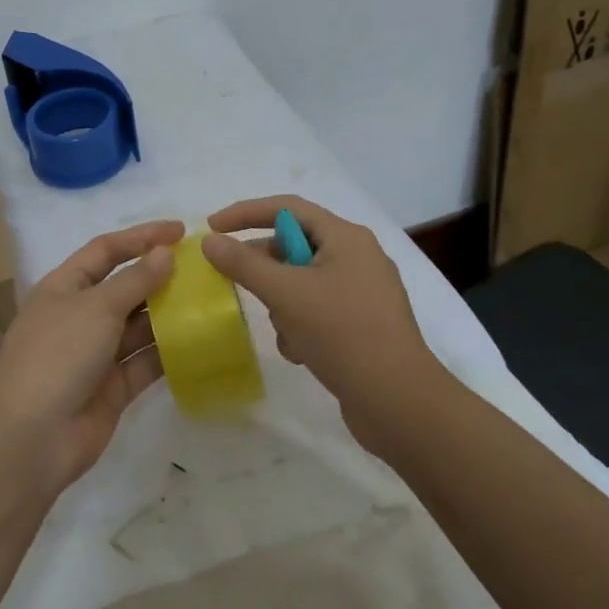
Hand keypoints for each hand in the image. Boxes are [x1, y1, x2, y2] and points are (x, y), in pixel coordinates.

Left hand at [0, 219, 183, 493]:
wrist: (31, 436)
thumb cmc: (58, 355)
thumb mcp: (96, 307)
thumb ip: (134, 280)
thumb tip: (165, 254)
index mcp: (64, 287)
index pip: (105, 250)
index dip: (140, 237)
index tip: (180, 231)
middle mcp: (79, 316)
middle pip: (125, 288)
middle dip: (160, 277)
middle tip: (204, 270)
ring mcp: (96, 354)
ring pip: (138, 326)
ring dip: (169, 314)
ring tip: (210, 301)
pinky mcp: (113, 388)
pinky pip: (145, 363)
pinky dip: (169, 353)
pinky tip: (201, 341)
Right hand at [201, 196, 432, 450]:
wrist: (398, 400)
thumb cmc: (342, 333)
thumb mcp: (286, 294)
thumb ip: (243, 264)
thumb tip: (210, 241)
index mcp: (346, 238)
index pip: (286, 208)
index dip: (245, 213)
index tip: (212, 228)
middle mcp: (357, 257)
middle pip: (294, 247)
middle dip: (265, 270)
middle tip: (235, 285)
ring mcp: (361, 292)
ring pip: (301, 284)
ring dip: (283, 306)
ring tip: (287, 332)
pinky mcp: (361, 324)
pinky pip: (317, 311)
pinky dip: (301, 327)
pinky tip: (301, 352)